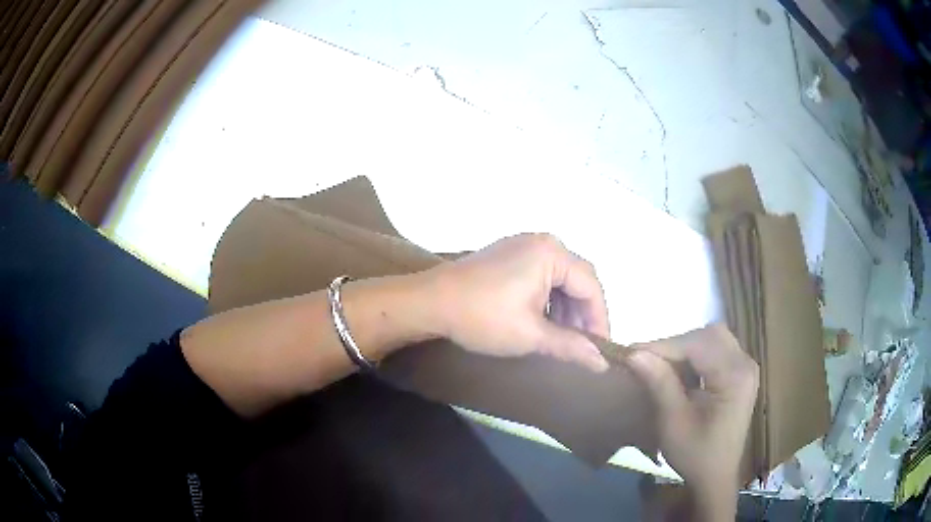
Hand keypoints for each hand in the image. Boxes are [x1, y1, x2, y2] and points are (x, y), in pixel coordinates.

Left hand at [424, 233, 610, 371]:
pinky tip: (544, 321)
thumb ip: (570, 346)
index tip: (601, 348)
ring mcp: (522, 246)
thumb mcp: (531, 335)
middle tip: (584, 345)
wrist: (429, 302)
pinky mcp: (507, 255)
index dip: (600, 319)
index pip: (590, 286)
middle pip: (577, 279)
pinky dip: (548, 299)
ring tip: (564, 338)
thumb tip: (602, 363)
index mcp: (551, 253)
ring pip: (559, 278)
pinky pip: (541, 275)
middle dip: (583, 314)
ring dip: (565, 308)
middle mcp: (541, 242)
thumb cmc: (482, 317)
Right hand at [625, 324, 757, 519]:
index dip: (663, 346)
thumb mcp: (673, 423)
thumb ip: (659, 384)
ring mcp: (746, 367)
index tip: (631, 354)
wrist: (716, 477)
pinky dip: (696, 356)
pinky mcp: (741, 373)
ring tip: (663, 368)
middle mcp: (745, 363)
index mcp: (734, 376)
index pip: (697, 344)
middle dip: (676, 344)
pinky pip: (717, 349)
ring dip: (686, 348)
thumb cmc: (696, 455)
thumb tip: (634, 354)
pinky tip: (682, 374)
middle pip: (708, 335)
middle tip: (648, 362)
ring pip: (713, 338)